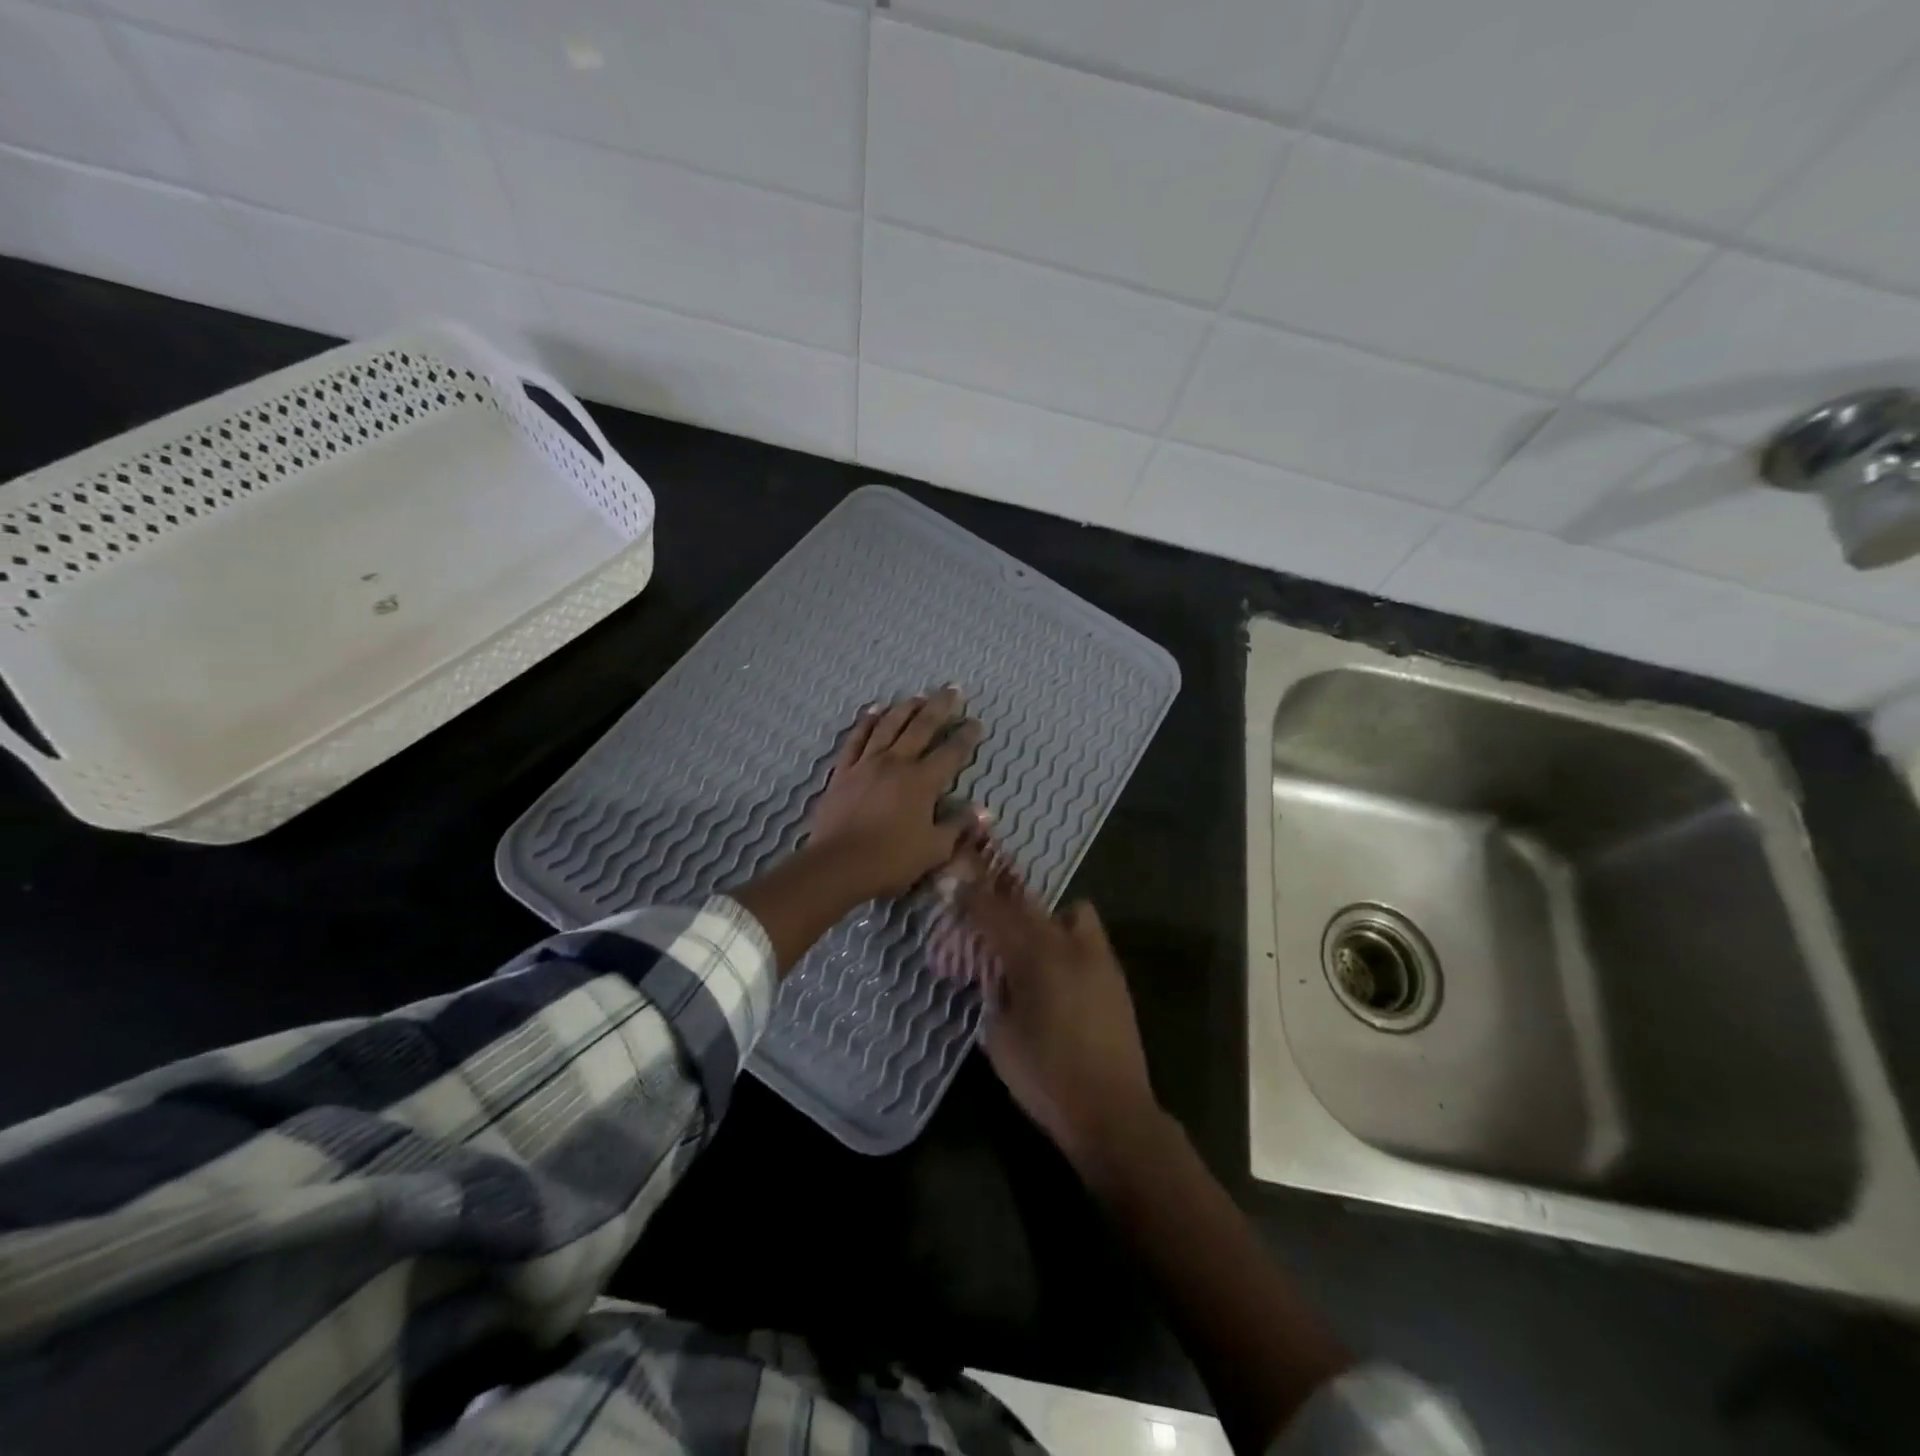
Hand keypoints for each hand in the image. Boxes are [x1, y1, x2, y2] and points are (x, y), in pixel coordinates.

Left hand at [805, 688, 984, 901]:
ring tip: (918, 696)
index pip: (951, 753)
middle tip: (952, 690)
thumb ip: (958, 826)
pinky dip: (866, 722)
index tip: (976, 723)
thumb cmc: (891, 860)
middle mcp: (897, 763)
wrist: (838, 864)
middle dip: (940, 707)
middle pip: (921, 727)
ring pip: (889, 726)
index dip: (966, 736)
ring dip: (906, 708)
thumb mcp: (934, 849)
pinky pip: (856, 738)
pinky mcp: (844, 771)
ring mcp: (867, 763)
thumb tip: (984, 811)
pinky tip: (873, 711)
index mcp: (923, 782)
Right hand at [941, 855, 1159, 1167]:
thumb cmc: (1045, 1077)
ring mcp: (1098, 957)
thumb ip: (994, 993)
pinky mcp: (1116, 976)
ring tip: (1033, 945)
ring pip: (1072, 912)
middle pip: (1031, 905)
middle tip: (987, 911)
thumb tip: (995, 972)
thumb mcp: (1000, 1037)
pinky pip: (1089, 937)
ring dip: (1047, 918)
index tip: (956, 886)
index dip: (973, 898)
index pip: (996, 914)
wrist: (1111, 1110)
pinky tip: (1059, 970)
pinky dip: (1069, 939)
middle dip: (1005, 902)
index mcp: (1035, 958)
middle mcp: (1068, 945)